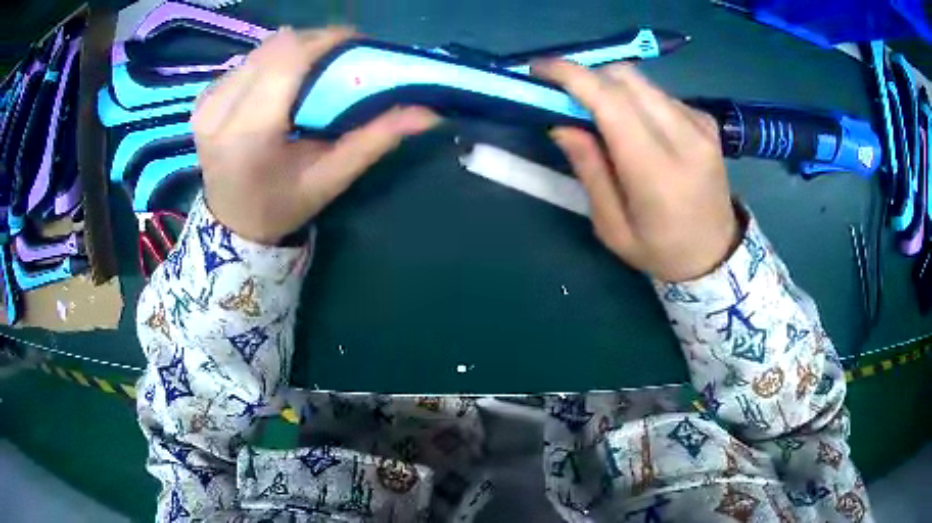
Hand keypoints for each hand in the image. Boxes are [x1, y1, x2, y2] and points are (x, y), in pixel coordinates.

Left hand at [192, 27, 438, 244]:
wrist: (232, 223)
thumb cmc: (282, 206)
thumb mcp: (331, 178)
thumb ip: (375, 140)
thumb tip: (429, 112)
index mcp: (249, 133)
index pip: (289, 60)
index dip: (326, 40)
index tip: (356, 40)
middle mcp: (220, 111)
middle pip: (275, 47)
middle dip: (314, 42)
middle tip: (340, 55)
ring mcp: (206, 102)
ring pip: (260, 50)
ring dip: (293, 50)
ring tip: (314, 67)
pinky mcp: (203, 99)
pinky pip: (245, 61)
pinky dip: (271, 61)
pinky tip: (281, 80)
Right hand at [533, 60, 739, 281]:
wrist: (717, 254)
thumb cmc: (661, 250)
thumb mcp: (612, 227)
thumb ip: (589, 169)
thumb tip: (561, 123)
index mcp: (657, 171)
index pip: (610, 101)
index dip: (571, 75)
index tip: (539, 68)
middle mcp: (684, 137)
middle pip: (625, 78)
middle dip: (587, 76)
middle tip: (566, 96)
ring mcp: (700, 125)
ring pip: (642, 81)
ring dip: (611, 88)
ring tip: (599, 114)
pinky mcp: (706, 121)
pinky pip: (660, 94)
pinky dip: (637, 99)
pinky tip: (636, 125)